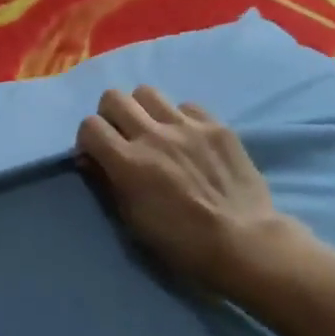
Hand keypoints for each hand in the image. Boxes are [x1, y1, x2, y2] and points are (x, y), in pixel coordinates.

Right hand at [76, 88, 310, 301]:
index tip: (97, 153)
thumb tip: (92, 159)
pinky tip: (190, 139)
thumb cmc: (183, 244)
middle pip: (113, 97)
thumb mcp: (133, 221)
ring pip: (147, 92)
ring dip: (143, 109)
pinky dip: (181, 118)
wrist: (246, 243)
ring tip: (155, 130)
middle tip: (122, 135)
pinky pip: (187, 106)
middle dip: (111, 114)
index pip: (90, 125)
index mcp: (128, 162)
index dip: (88, 138)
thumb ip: (109, 183)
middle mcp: (153, 135)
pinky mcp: (216, 125)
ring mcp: (186, 126)